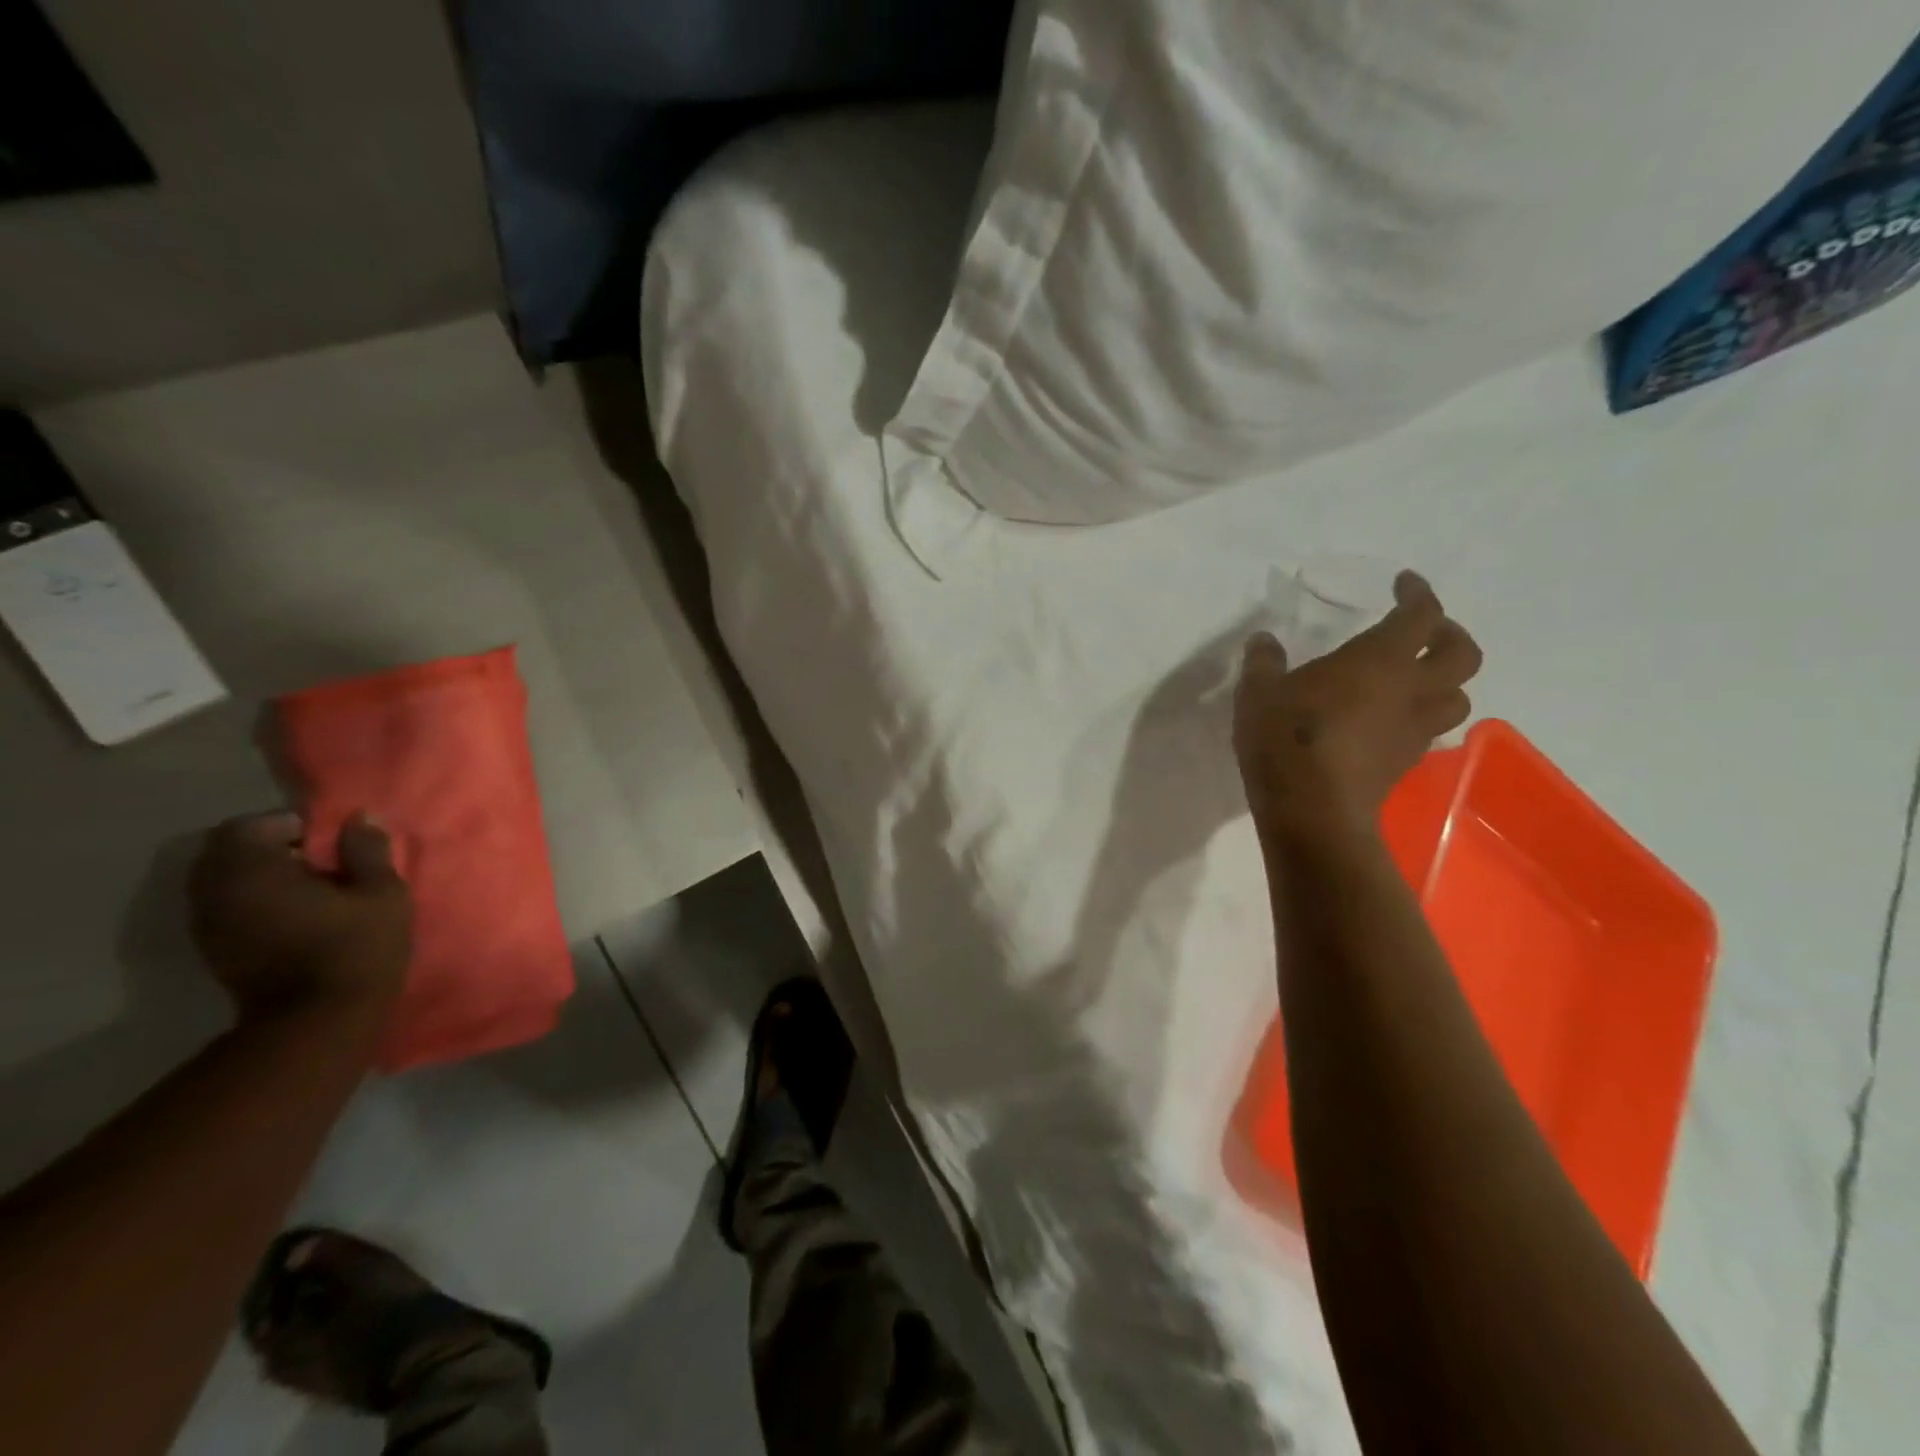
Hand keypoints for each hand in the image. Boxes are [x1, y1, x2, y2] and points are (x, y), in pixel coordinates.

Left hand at [189, 812, 412, 1025]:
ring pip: (224, 880)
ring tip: (311, 888)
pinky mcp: (214, 950)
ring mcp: (208, 925)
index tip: (328, 841)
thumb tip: (358, 820)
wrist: (318, 1021)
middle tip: (321, 861)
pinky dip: (255, 899)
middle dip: (271, 848)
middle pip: (228, 851)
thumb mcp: (381, 892)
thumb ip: (367, 850)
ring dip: (261, 875)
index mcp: (252, 872)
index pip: (250, 826)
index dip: (290, 824)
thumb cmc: (356, 947)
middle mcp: (216, 893)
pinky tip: (295, 914)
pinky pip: (226, 906)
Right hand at [1235, 571, 1482, 838]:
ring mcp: (1414, 729)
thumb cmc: (1286, 739)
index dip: (1418, 593)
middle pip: (1462, 654)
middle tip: (1423, 631)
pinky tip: (1389, 720)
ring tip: (1415, 678)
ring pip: (1457, 696)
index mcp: (1380, 659)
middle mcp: (1411, 689)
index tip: (1403, 583)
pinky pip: (1429, 729)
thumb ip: (1264, 662)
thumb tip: (1263, 640)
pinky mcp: (1406, 761)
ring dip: (1444, 681)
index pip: (1420, 614)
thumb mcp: (1258, 693)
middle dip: (1450, 634)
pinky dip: (1419, 716)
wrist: (1312, 810)